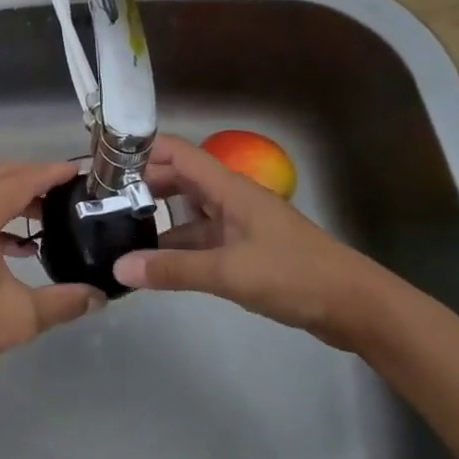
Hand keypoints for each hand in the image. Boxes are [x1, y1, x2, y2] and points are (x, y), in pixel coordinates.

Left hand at [0, 161, 106, 401]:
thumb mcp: (20, 316)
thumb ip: (64, 302)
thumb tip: (99, 297)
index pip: (19, 181)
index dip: (51, 173)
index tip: (79, 172)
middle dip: (33, 178)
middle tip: (67, 188)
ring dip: (14, 199)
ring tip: (48, 216)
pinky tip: (18, 248)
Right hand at [112, 134, 393, 349]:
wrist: (357, 307)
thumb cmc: (294, 275)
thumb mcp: (228, 272)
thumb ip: (173, 270)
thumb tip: (119, 268)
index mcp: (228, 188)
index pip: (176, 153)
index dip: (141, 151)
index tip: (105, 164)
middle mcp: (230, 199)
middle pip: (178, 180)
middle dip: (142, 187)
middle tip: (102, 203)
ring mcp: (239, 225)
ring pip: (188, 213)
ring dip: (158, 220)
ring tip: (118, 233)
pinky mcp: (246, 250)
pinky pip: (202, 239)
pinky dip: (178, 248)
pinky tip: (155, 265)